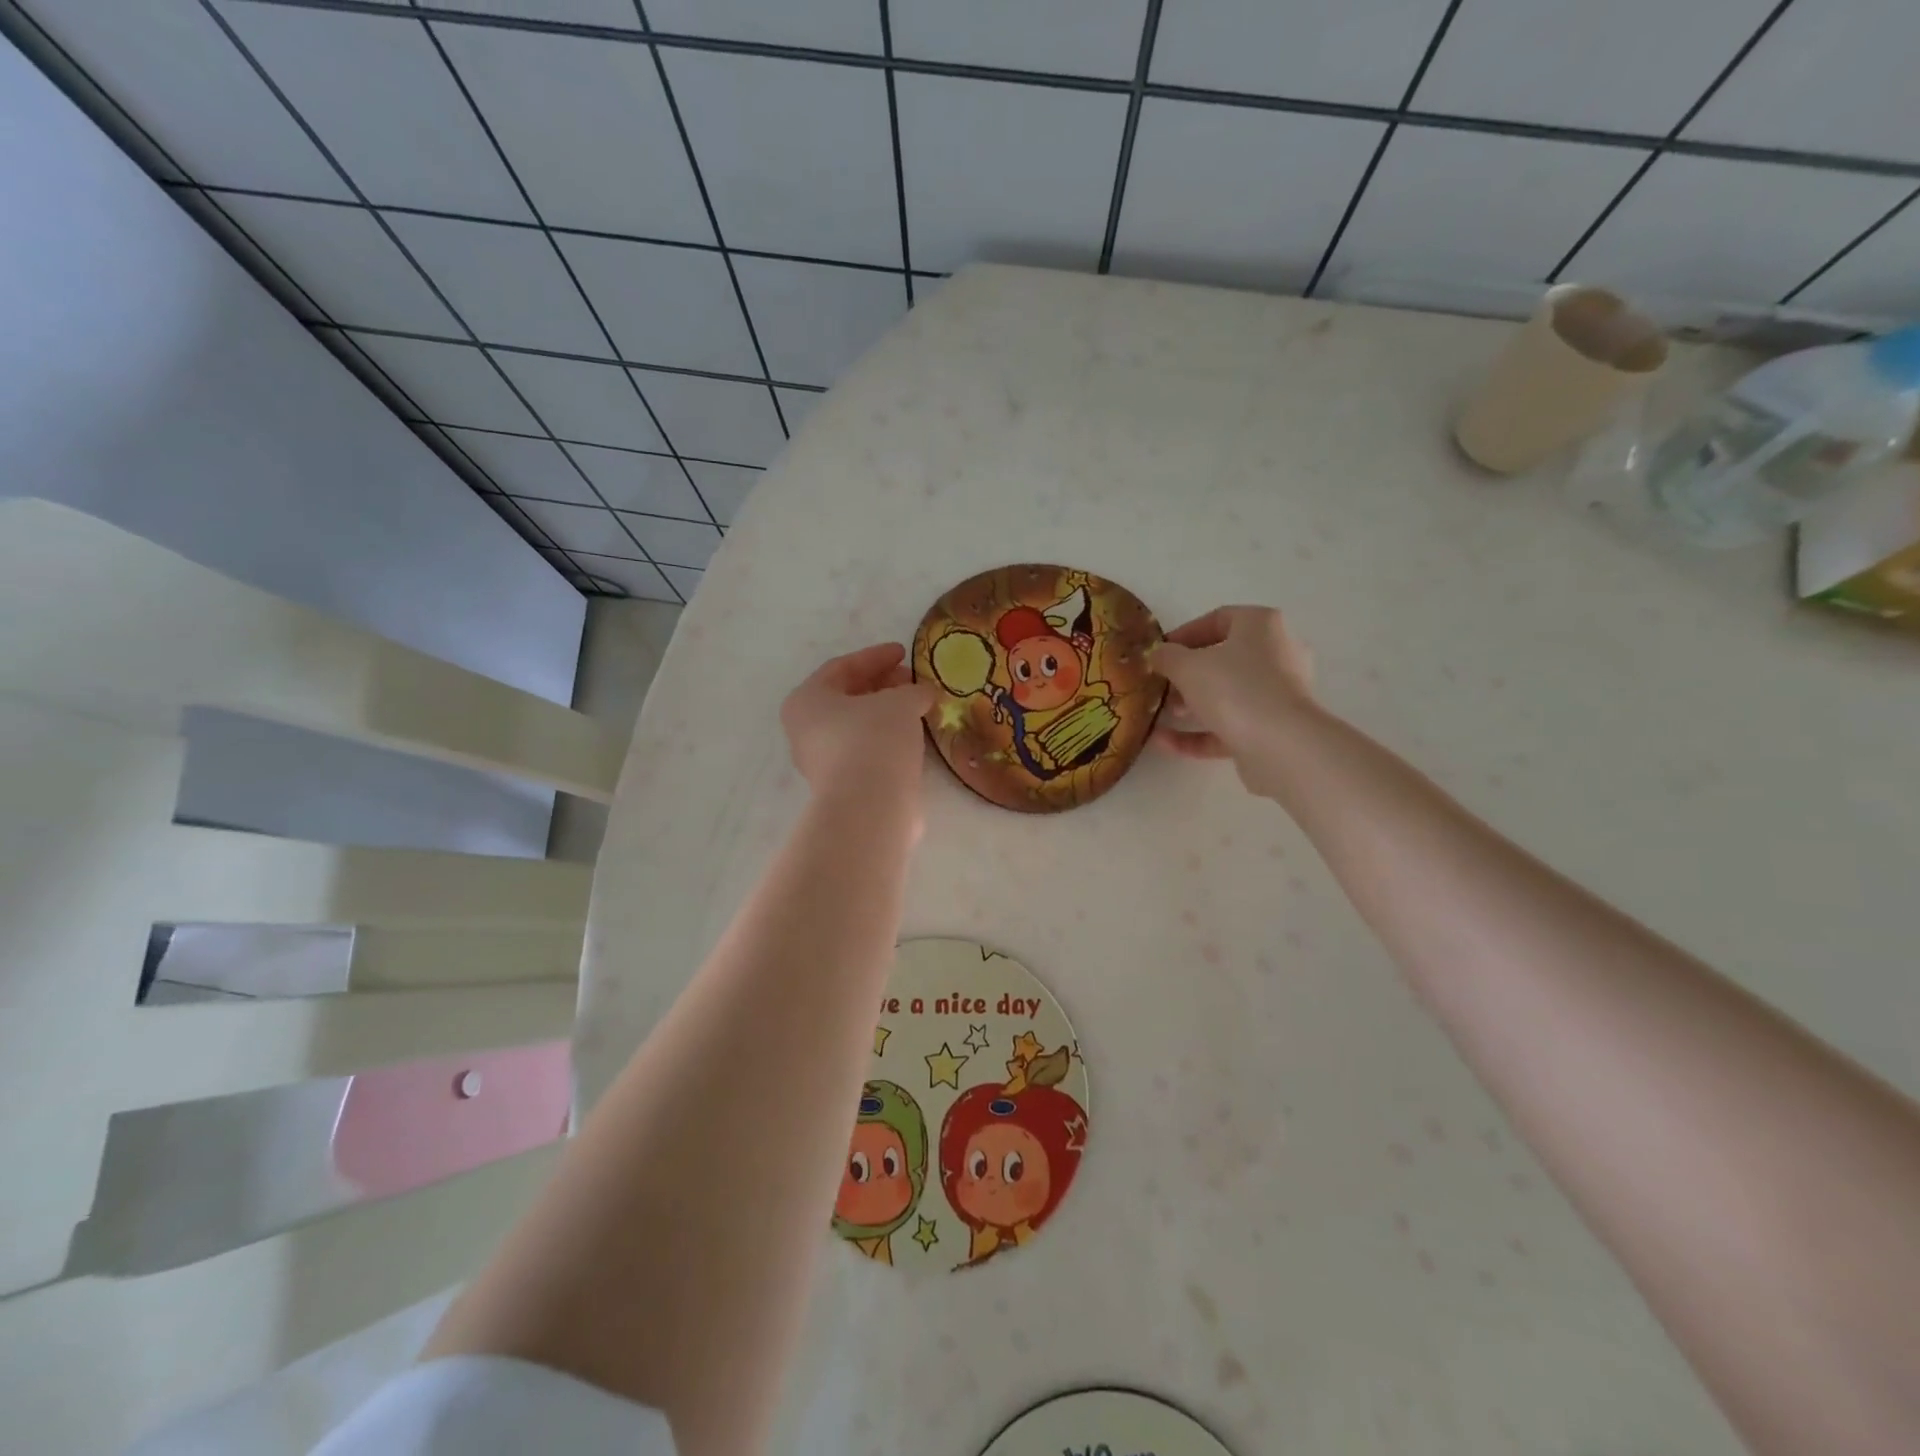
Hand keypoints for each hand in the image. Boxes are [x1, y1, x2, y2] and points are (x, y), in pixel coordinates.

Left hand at [781, 643, 936, 803]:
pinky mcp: (844, 785)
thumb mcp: (899, 702)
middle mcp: (806, 730)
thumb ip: (912, 691)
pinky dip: (888, 738)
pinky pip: (866, 750)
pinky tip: (913, 736)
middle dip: (882, 685)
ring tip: (918, 707)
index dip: (875, 656)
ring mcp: (823, 762)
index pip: (842, 668)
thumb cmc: (874, 739)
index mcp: (807, 701)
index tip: (904, 652)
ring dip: (887, 713)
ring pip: (858, 726)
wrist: (870, 806)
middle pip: (847, 697)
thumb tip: (923, 695)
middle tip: (912, 681)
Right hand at [1151, 606, 1316, 794]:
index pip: (1219, 619)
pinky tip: (1164, 742)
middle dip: (1187, 674)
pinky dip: (1199, 734)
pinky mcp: (1273, 730)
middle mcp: (1278, 654)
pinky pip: (1230, 726)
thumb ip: (1167, 656)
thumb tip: (1158, 654)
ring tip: (1162, 714)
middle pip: (1224, 659)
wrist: (1281, 746)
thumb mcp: (1187, 666)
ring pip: (1228, 695)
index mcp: (1262, 626)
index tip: (1160, 652)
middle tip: (1162, 685)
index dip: (1184, 634)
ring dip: (1192, 705)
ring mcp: (1277, 695)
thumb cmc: (1234, 688)